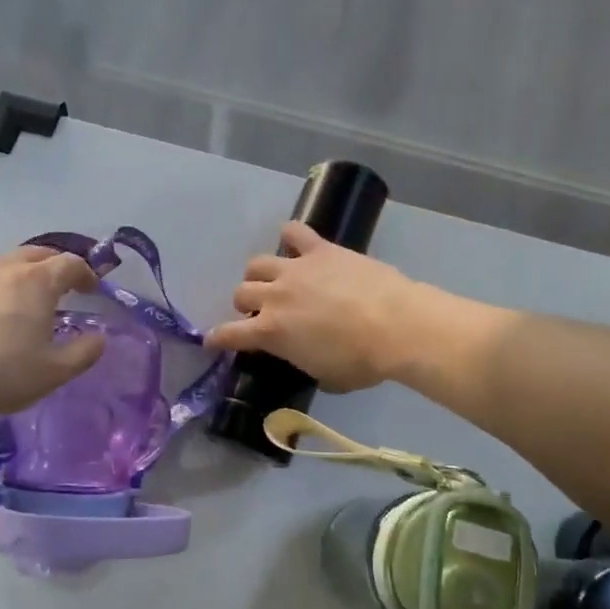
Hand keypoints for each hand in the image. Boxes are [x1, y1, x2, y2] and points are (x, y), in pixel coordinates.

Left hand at [0, 246, 105, 417]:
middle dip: (54, 264)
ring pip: (2, 263)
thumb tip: (100, 338)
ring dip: (19, 274)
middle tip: (61, 285)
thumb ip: (83, 354)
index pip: (70, 264)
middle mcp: (3, 268)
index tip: (92, 288)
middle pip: (36, 254)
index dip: (86, 273)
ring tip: (21, 299)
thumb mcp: (51, 373)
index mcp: (37, 282)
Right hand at [205, 221, 429, 392]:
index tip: (213, 340)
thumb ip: (305, 363)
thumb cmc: (362, 361)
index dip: (217, 338)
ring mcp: (296, 268)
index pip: (228, 334)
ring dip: (259, 274)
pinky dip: (291, 236)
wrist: (396, 325)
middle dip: (245, 304)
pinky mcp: (320, 249)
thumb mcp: (326, 377)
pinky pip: (295, 232)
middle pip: (241, 292)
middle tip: (261, 312)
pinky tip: (294, 241)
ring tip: (273, 280)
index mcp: (270, 332)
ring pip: (257, 263)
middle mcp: (274, 296)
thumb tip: (306, 358)